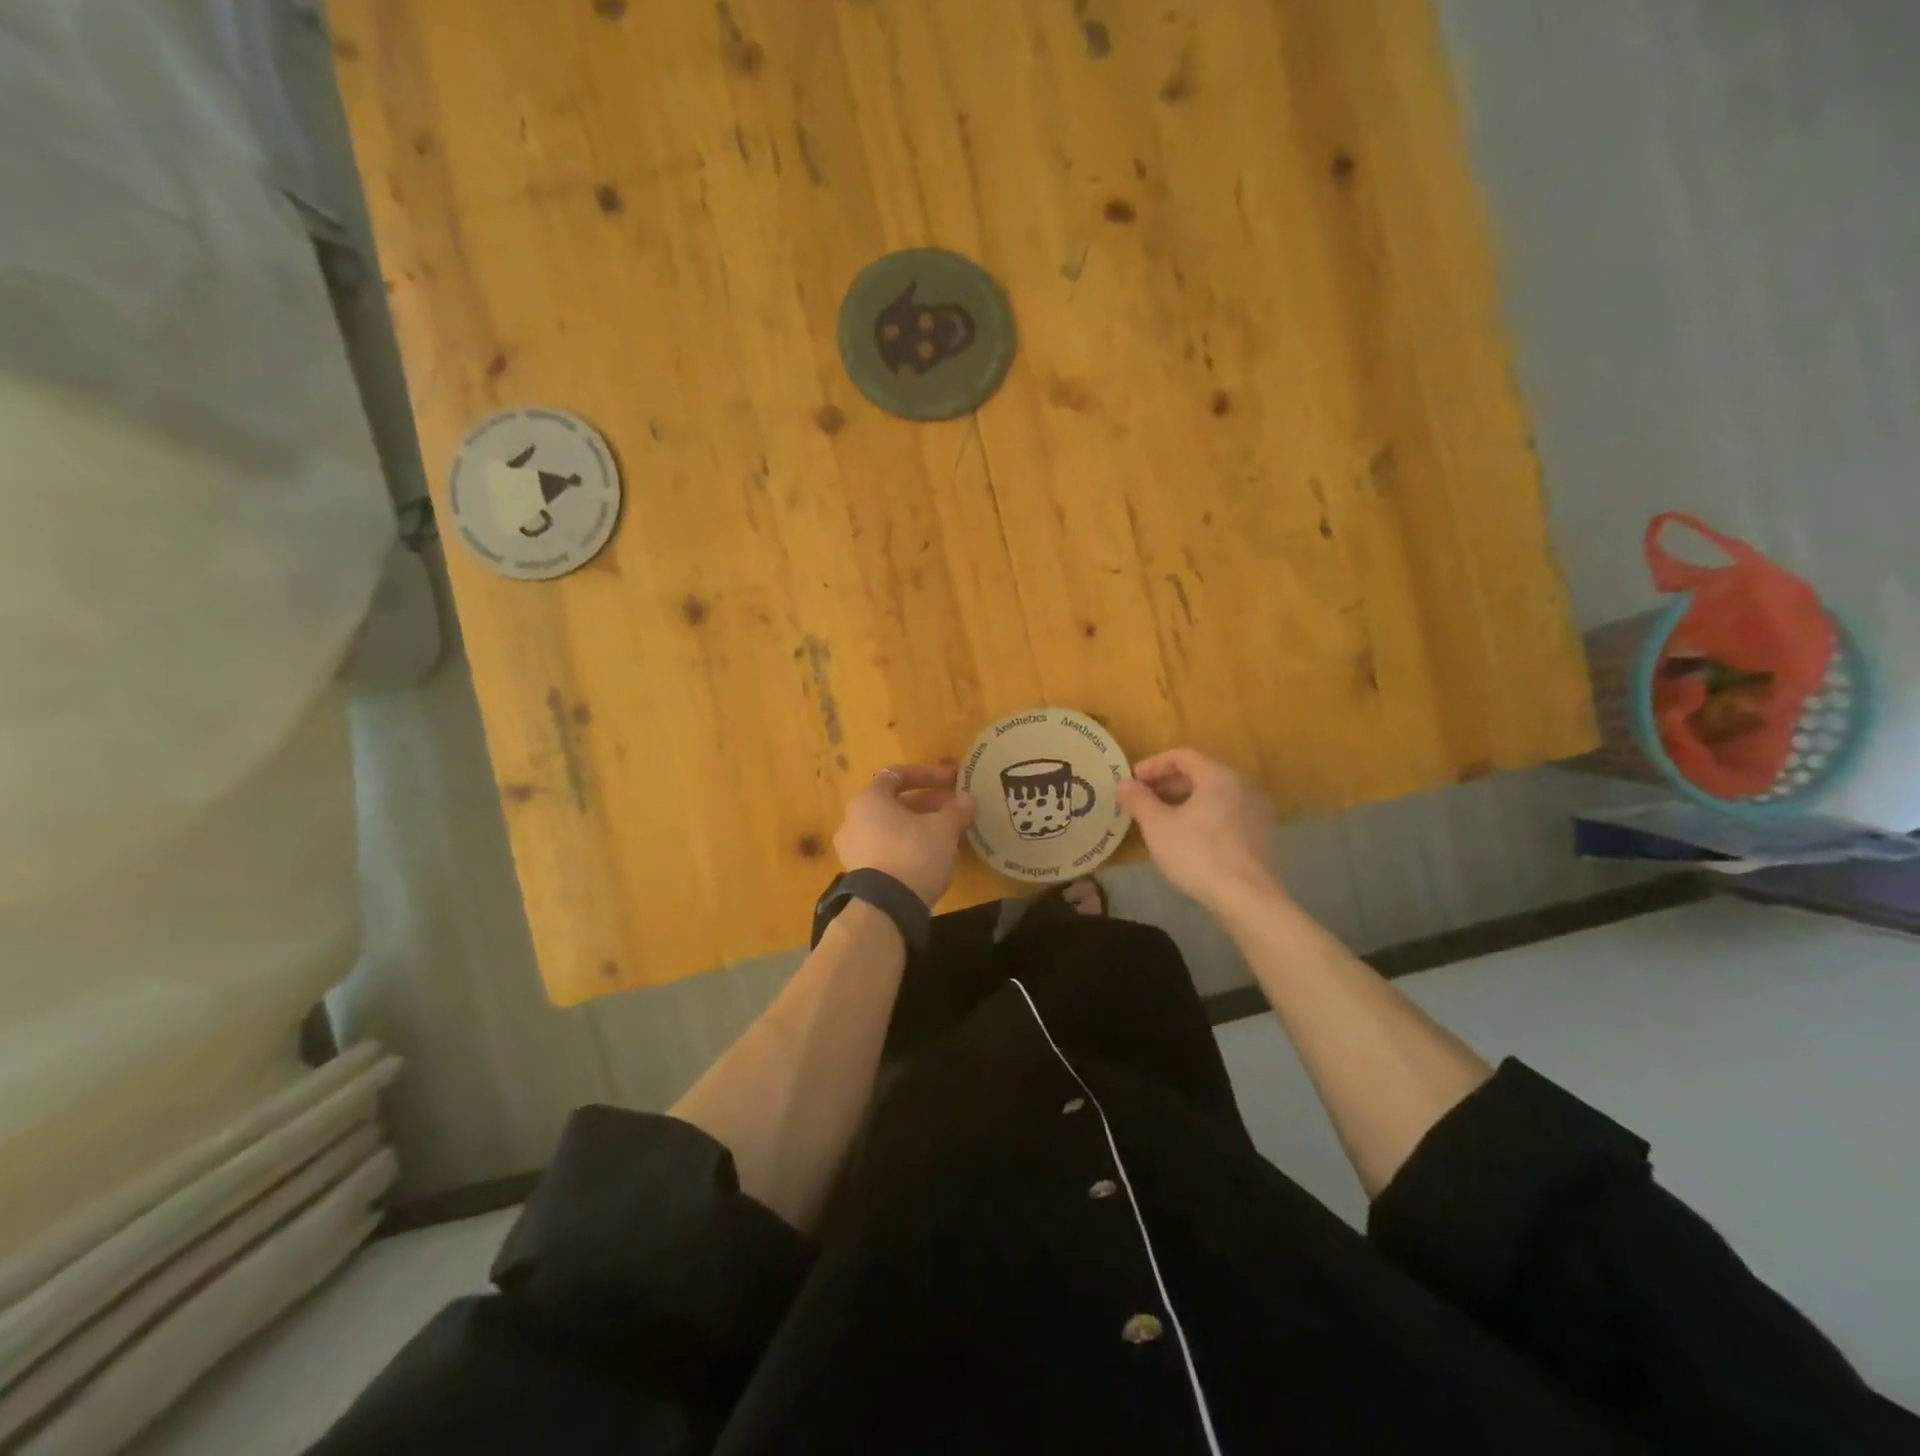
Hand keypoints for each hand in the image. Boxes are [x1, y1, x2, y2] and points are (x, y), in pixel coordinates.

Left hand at [834, 763, 975, 905]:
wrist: (886, 908)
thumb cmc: (913, 853)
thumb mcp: (943, 829)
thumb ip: (956, 810)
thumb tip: (967, 799)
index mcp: (869, 799)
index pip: (897, 775)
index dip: (928, 775)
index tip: (953, 781)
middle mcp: (853, 819)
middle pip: (894, 803)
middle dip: (927, 803)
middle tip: (955, 809)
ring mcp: (853, 849)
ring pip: (891, 828)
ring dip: (919, 826)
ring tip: (948, 833)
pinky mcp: (860, 874)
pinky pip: (887, 850)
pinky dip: (908, 846)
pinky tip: (932, 857)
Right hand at [1116, 747, 1284, 913]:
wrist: (1246, 897)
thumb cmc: (1197, 853)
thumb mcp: (1157, 826)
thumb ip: (1139, 800)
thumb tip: (1124, 784)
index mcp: (1219, 776)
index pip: (1183, 756)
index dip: (1154, 765)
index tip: (1133, 780)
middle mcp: (1243, 785)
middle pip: (1200, 774)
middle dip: (1168, 784)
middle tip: (1143, 800)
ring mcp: (1257, 810)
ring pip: (1214, 795)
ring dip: (1184, 801)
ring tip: (1161, 819)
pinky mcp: (1262, 835)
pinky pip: (1227, 813)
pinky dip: (1203, 816)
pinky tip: (1187, 837)